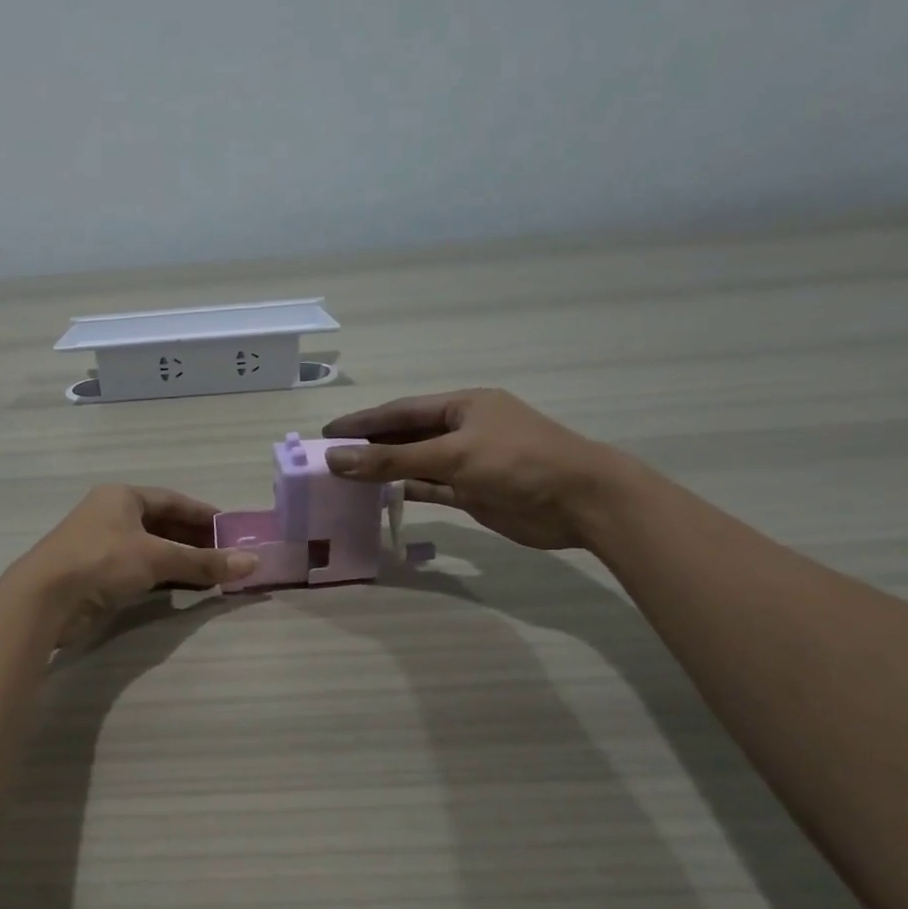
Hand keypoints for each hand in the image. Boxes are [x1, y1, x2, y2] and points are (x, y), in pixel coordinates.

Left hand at [3, 485, 257, 646]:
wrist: (45, 598)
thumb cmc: (102, 561)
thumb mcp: (157, 557)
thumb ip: (203, 561)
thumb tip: (252, 562)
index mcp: (122, 497)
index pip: (173, 500)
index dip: (204, 514)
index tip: (232, 528)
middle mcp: (112, 515)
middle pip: (163, 524)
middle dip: (196, 540)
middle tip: (228, 554)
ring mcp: (102, 545)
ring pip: (152, 549)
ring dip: (182, 561)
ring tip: (215, 573)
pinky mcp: (97, 574)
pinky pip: (140, 570)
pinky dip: (164, 577)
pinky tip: (186, 588)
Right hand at [322, 389, 631, 550]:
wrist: (580, 502)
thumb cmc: (518, 463)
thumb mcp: (452, 456)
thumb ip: (392, 460)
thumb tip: (336, 460)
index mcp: (462, 406)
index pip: (401, 411)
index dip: (363, 421)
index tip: (327, 433)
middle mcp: (463, 429)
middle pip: (406, 436)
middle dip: (370, 445)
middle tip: (329, 459)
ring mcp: (469, 462)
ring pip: (416, 463)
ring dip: (385, 470)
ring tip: (345, 478)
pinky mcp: (474, 491)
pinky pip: (431, 487)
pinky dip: (406, 491)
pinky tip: (378, 497)